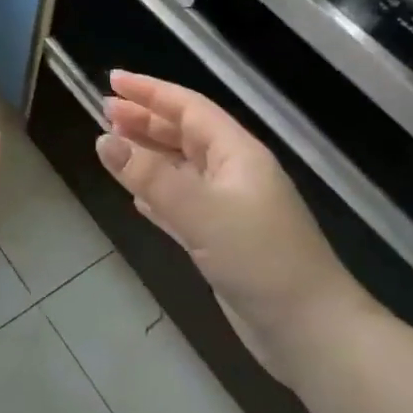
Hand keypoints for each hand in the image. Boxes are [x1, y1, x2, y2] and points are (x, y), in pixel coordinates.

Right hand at [98, 71, 367, 381]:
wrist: (309, 331)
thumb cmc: (260, 259)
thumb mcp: (201, 212)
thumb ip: (150, 177)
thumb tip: (103, 140)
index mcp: (237, 153)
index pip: (188, 108)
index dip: (150, 91)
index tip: (113, 80)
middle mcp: (232, 172)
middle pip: (182, 134)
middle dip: (144, 120)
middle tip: (103, 111)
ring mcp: (228, 207)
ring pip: (179, 168)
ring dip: (147, 154)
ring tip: (110, 143)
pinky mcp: (221, 240)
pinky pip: (181, 203)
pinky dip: (157, 193)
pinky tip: (135, 195)